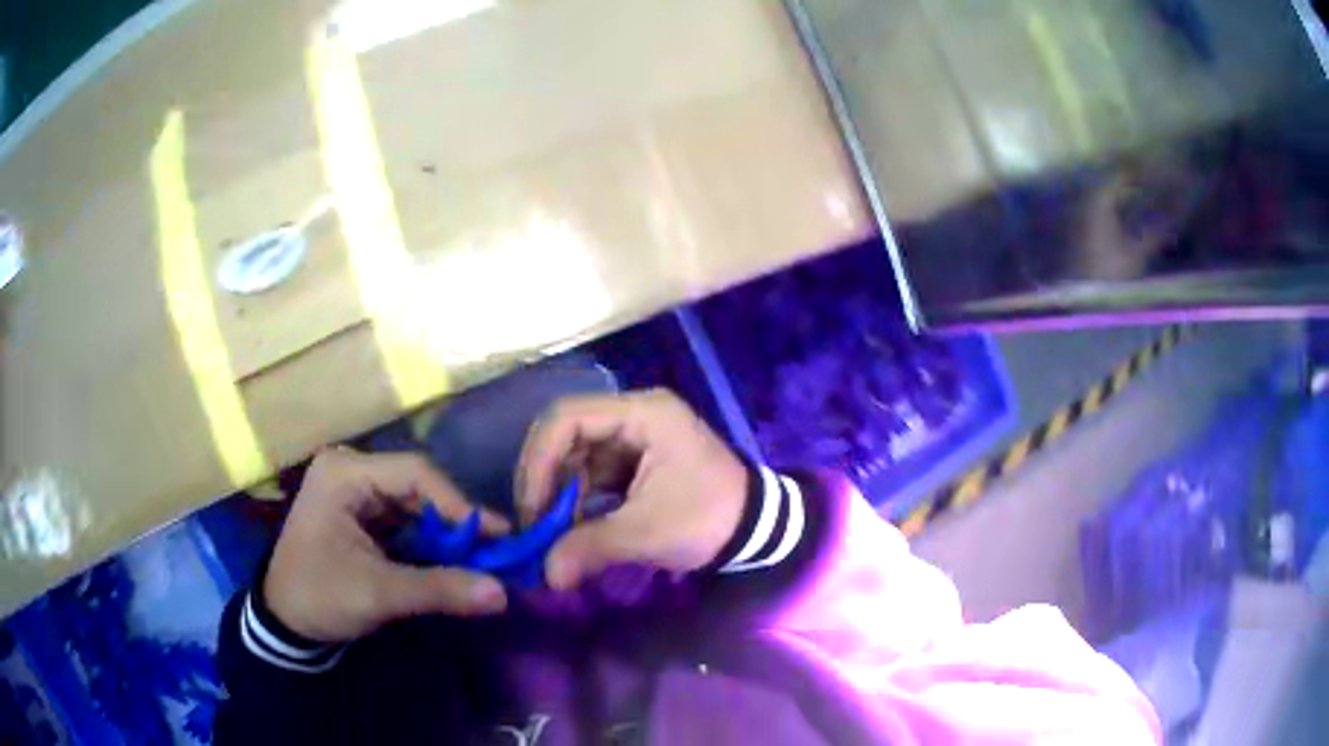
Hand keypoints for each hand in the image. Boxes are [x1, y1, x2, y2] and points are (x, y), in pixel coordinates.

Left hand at [264, 448, 510, 642]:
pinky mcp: (361, 514)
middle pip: (418, 487)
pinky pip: (405, 521)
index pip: (415, 474)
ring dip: (446, 535)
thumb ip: (440, 589)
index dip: (459, 504)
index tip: (497, 537)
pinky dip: (429, 543)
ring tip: (480, 560)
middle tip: (494, 552)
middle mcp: (351, 471)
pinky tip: (452, 562)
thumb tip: (503, 594)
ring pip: (415, 505)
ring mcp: (355, 492)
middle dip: (455, 522)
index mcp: (345, 473)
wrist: (284, 621)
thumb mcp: (379, 593)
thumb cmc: (320, 596)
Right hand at [516, 390, 747, 589]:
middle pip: (566, 434)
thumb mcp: (649, 532)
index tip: (531, 508)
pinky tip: (570, 529)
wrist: (757, 529)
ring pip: (575, 456)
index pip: (566, 418)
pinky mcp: (635, 461)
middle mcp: (633, 415)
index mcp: (641, 413)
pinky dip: (576, 500)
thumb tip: (547, 575)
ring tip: (550, 533)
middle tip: (534, 525)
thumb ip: (591, 547)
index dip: (539, 461)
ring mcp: (634, 437)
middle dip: (545, 480)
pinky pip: (591, 473)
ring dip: (558, 494)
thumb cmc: (708, 518)